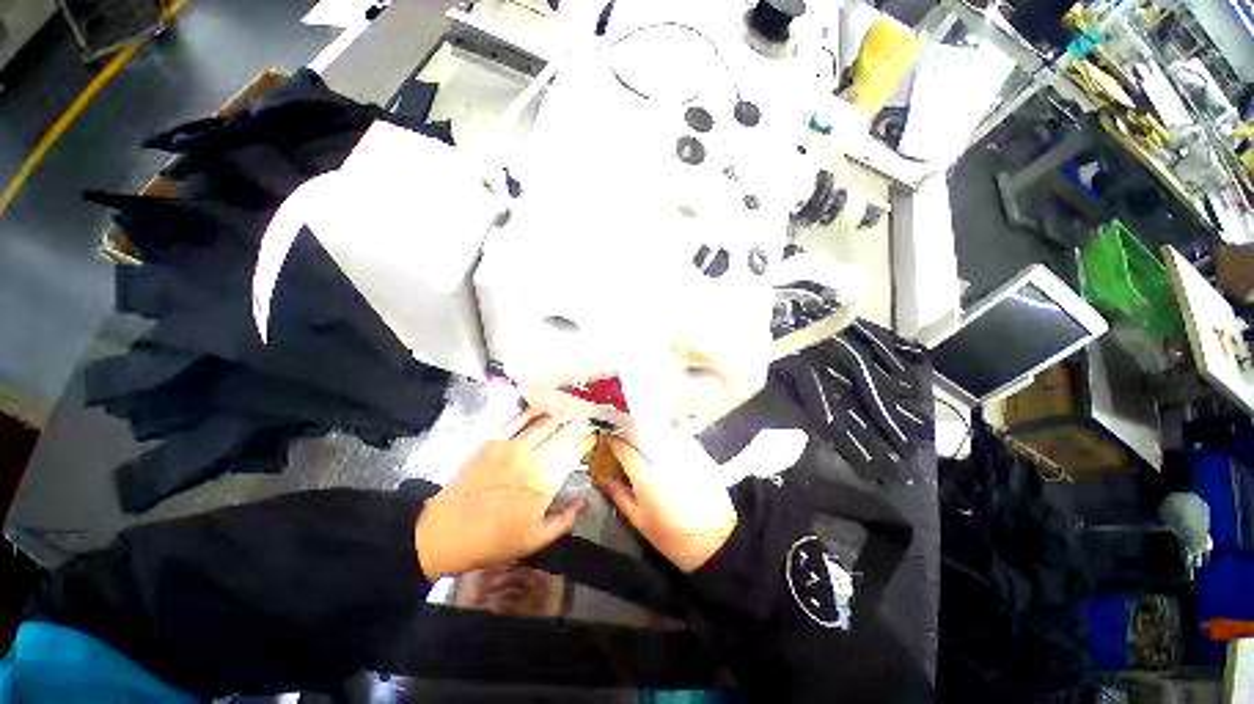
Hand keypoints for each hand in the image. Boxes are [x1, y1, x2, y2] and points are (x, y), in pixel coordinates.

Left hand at [414, 410, 593, 580]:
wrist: (446, 531)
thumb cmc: (494, 540)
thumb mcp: (535, 540)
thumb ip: (565, 520)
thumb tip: (587, 501)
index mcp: (546, 483)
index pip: (574, 454)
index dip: (587, 442)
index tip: (595, 436)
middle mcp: (534, 459)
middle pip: (563, 434)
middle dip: (579, 424)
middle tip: (587, 418)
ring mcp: (513, 447)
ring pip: (544, 423)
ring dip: (560, 415)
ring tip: (571, 409)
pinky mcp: (494, 440)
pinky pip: (517, 419)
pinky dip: (532, 411)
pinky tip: (542, 407)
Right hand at [597, 432, 737, 572]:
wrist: (716, 540)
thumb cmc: (672, 536)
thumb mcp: (639, 520)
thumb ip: (618, 495)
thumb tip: (602, 478)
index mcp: (647, 476)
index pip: (625, 448)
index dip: (614, 443)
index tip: (609, 443)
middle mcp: (665, 458)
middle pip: (642, 435)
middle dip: (630, 435)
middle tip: (624, 443)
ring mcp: (684, 453)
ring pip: (660, 433)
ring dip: (648, 435)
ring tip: (644, 445)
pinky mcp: (699, 453)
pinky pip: (677, 437)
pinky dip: (667, 438)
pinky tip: (665, 449)